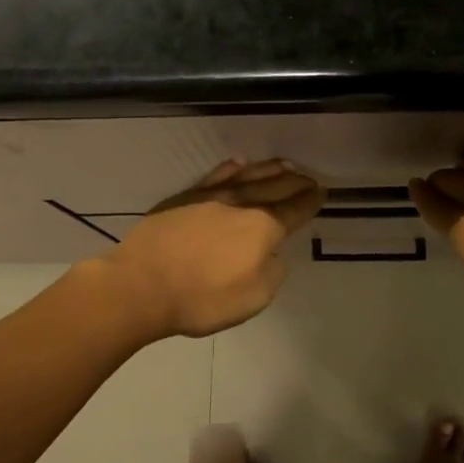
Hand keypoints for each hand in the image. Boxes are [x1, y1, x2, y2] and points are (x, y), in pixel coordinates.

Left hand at [104, 159, 324, 338]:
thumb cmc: (201, 298)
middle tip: (309, 178)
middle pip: (275, 187)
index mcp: (262, 227)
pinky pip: (215, 175)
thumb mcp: (253, 298)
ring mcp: (210, 196)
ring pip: (248, 175)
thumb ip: (271, 272)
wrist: (141, 285)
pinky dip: (231, 168)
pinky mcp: (184, 197)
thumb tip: (271, 255)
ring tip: (284, 165)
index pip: (295, 210)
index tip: (322, 193)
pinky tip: (238, 164)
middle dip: (295, 182)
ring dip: (269, 169)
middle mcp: (241, 204)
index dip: (311, 202)